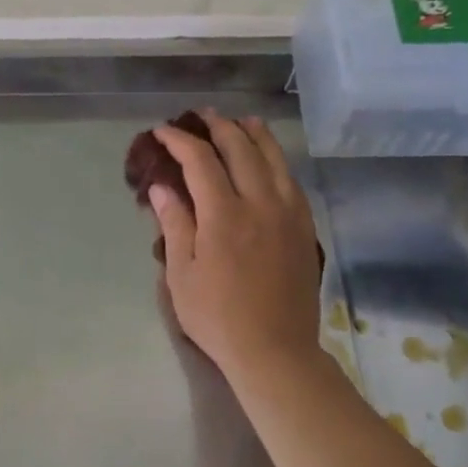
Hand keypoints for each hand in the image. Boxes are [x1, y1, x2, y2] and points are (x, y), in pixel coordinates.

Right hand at [148, 114, 321, 384]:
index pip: (200, 161)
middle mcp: (260, 203)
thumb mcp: (182, 275)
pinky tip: (271, 160)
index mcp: (224, 215)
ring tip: (243, 121)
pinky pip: (292, 180)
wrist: (275, 350)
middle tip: (201, 116)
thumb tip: (162, 187)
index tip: (162, 132)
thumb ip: (174, 225)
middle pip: (241, 149)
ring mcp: (288, 214)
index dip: (179, 141)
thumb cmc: (217, 317)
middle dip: (218, 127)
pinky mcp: (305, 227)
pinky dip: (278, 160)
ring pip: (274, 159)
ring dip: (255, 134)